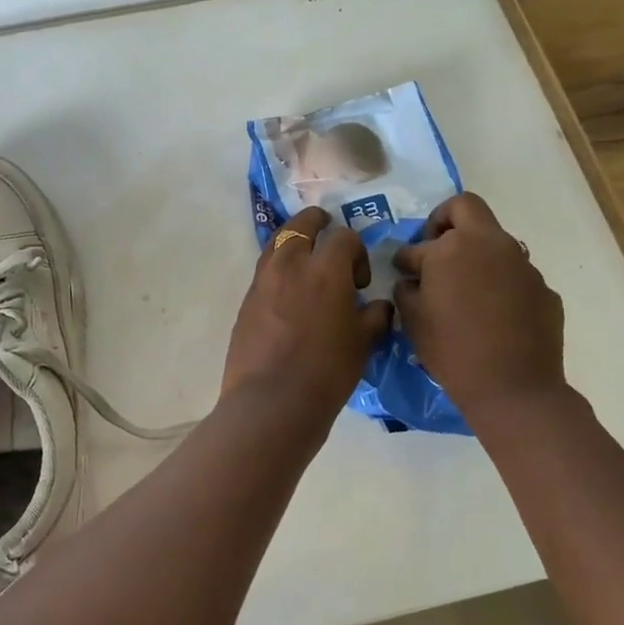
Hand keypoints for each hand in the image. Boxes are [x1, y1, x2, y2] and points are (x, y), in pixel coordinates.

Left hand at [222, 208, 393, 420]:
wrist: (272, 400)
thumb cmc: (327, 372)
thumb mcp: (363, 343)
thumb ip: (374, 316)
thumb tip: (376, 305)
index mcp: (325, 268)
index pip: (344, 237)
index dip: (357, 253)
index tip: (360, 282)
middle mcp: (291, 264)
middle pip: (302, 224)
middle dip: (319, 225)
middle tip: (330, 243)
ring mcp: (263, 280)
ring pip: (278, 241)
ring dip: (295, 243)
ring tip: (307, 263)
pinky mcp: (246, 299)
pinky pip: (265, 269)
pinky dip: (279, 269)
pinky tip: (289, 294)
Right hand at [393, 193, 565, 413]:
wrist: (513, 387)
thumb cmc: (451, 350)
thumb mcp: (412, 319)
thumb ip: (406, 289)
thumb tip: (413, 280)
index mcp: (450, 248)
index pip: (417, 245)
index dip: (405, 259)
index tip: (403, 272)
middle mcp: (490, 244)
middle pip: (465, 207)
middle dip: (444, 221)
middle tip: (435, 250)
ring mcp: (522, 264)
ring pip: (494, 243)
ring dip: (475, 256)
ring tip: (465, 291)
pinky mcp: (543, 288)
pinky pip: (513, 276)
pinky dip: (499, 285)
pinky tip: (493, 315)